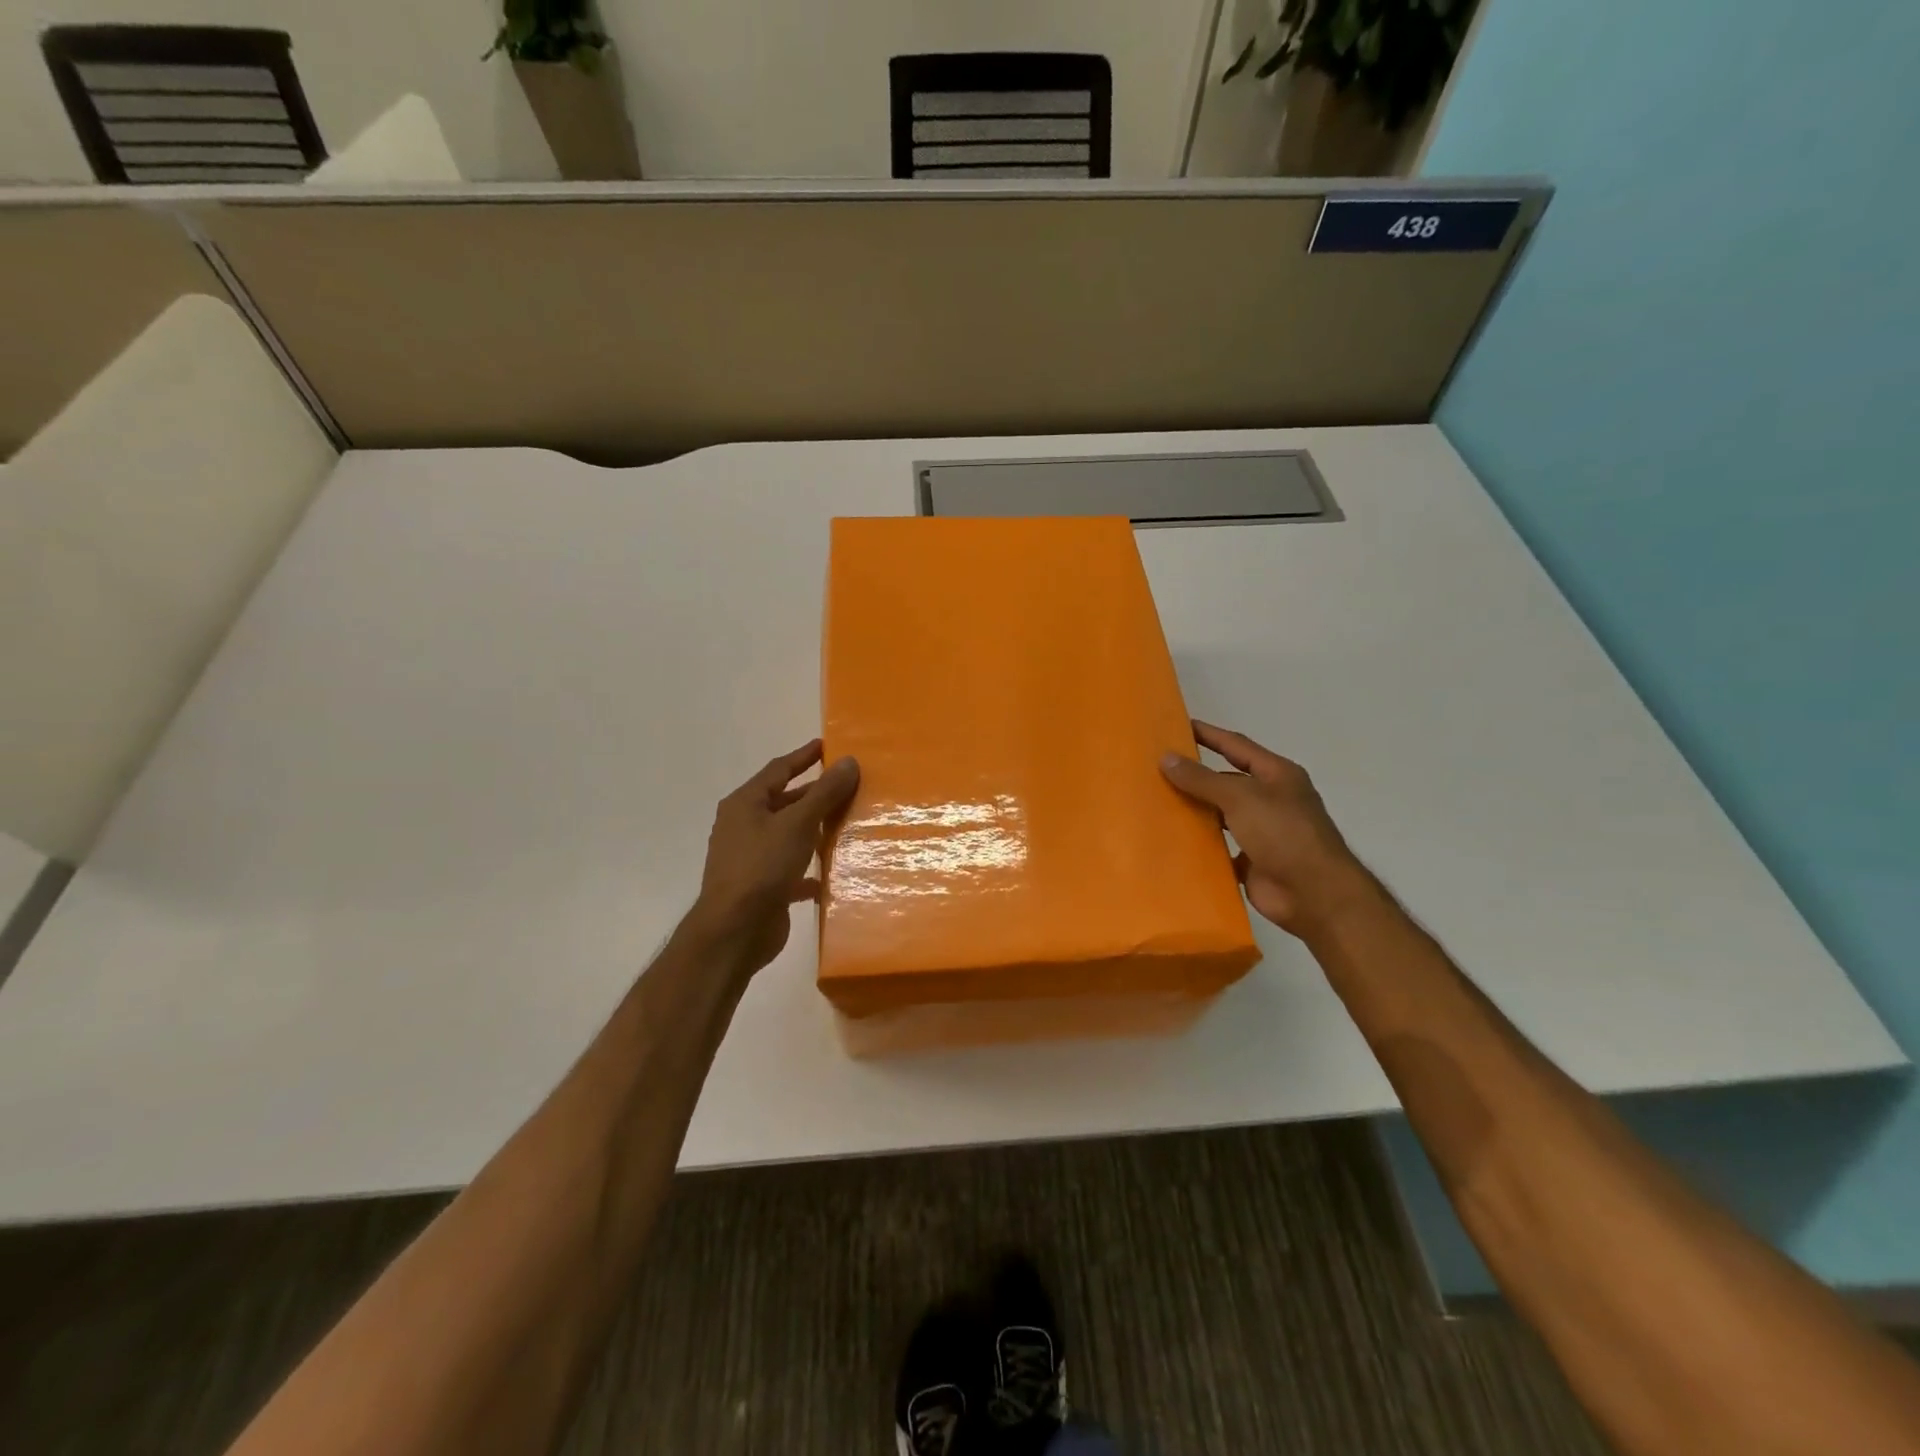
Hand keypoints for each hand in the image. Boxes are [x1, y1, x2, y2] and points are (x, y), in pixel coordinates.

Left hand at [686, 740, 859, 977]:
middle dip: (814, 794)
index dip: (804, 757)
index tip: (827, 746)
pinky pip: (791, 869)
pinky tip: (833, 872)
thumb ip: (824, 793)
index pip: (778, 770)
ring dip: (814, 829)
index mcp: (745, 804)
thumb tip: (848, 761)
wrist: (735, 931)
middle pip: (784, 802)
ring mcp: (752, 858)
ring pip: (789, 835)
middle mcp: (744, 826)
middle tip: (847, 785)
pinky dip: (810, 868)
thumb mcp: (798, 823)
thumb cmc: (762, 866)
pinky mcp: (763, 886)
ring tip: (847, 822)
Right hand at [1160, 720, 1372, 936]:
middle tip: (1155, 770)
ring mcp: (1262, 832)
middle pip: (1226, 781)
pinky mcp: (1251, 861)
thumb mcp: (1240, 797)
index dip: (1208, 735)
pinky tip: (1171, 840)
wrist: (1314, 894)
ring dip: (1195, 810)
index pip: (1236, 746)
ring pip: (1220, 815)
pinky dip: (1199, 844)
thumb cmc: (1283, 833)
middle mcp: (1270, 799)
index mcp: (1277, 775)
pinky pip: (1219, 847)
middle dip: (1195, 776)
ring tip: (1156, 803)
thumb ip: (1202, 779)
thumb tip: (1166, 757)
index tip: (1176, 726)